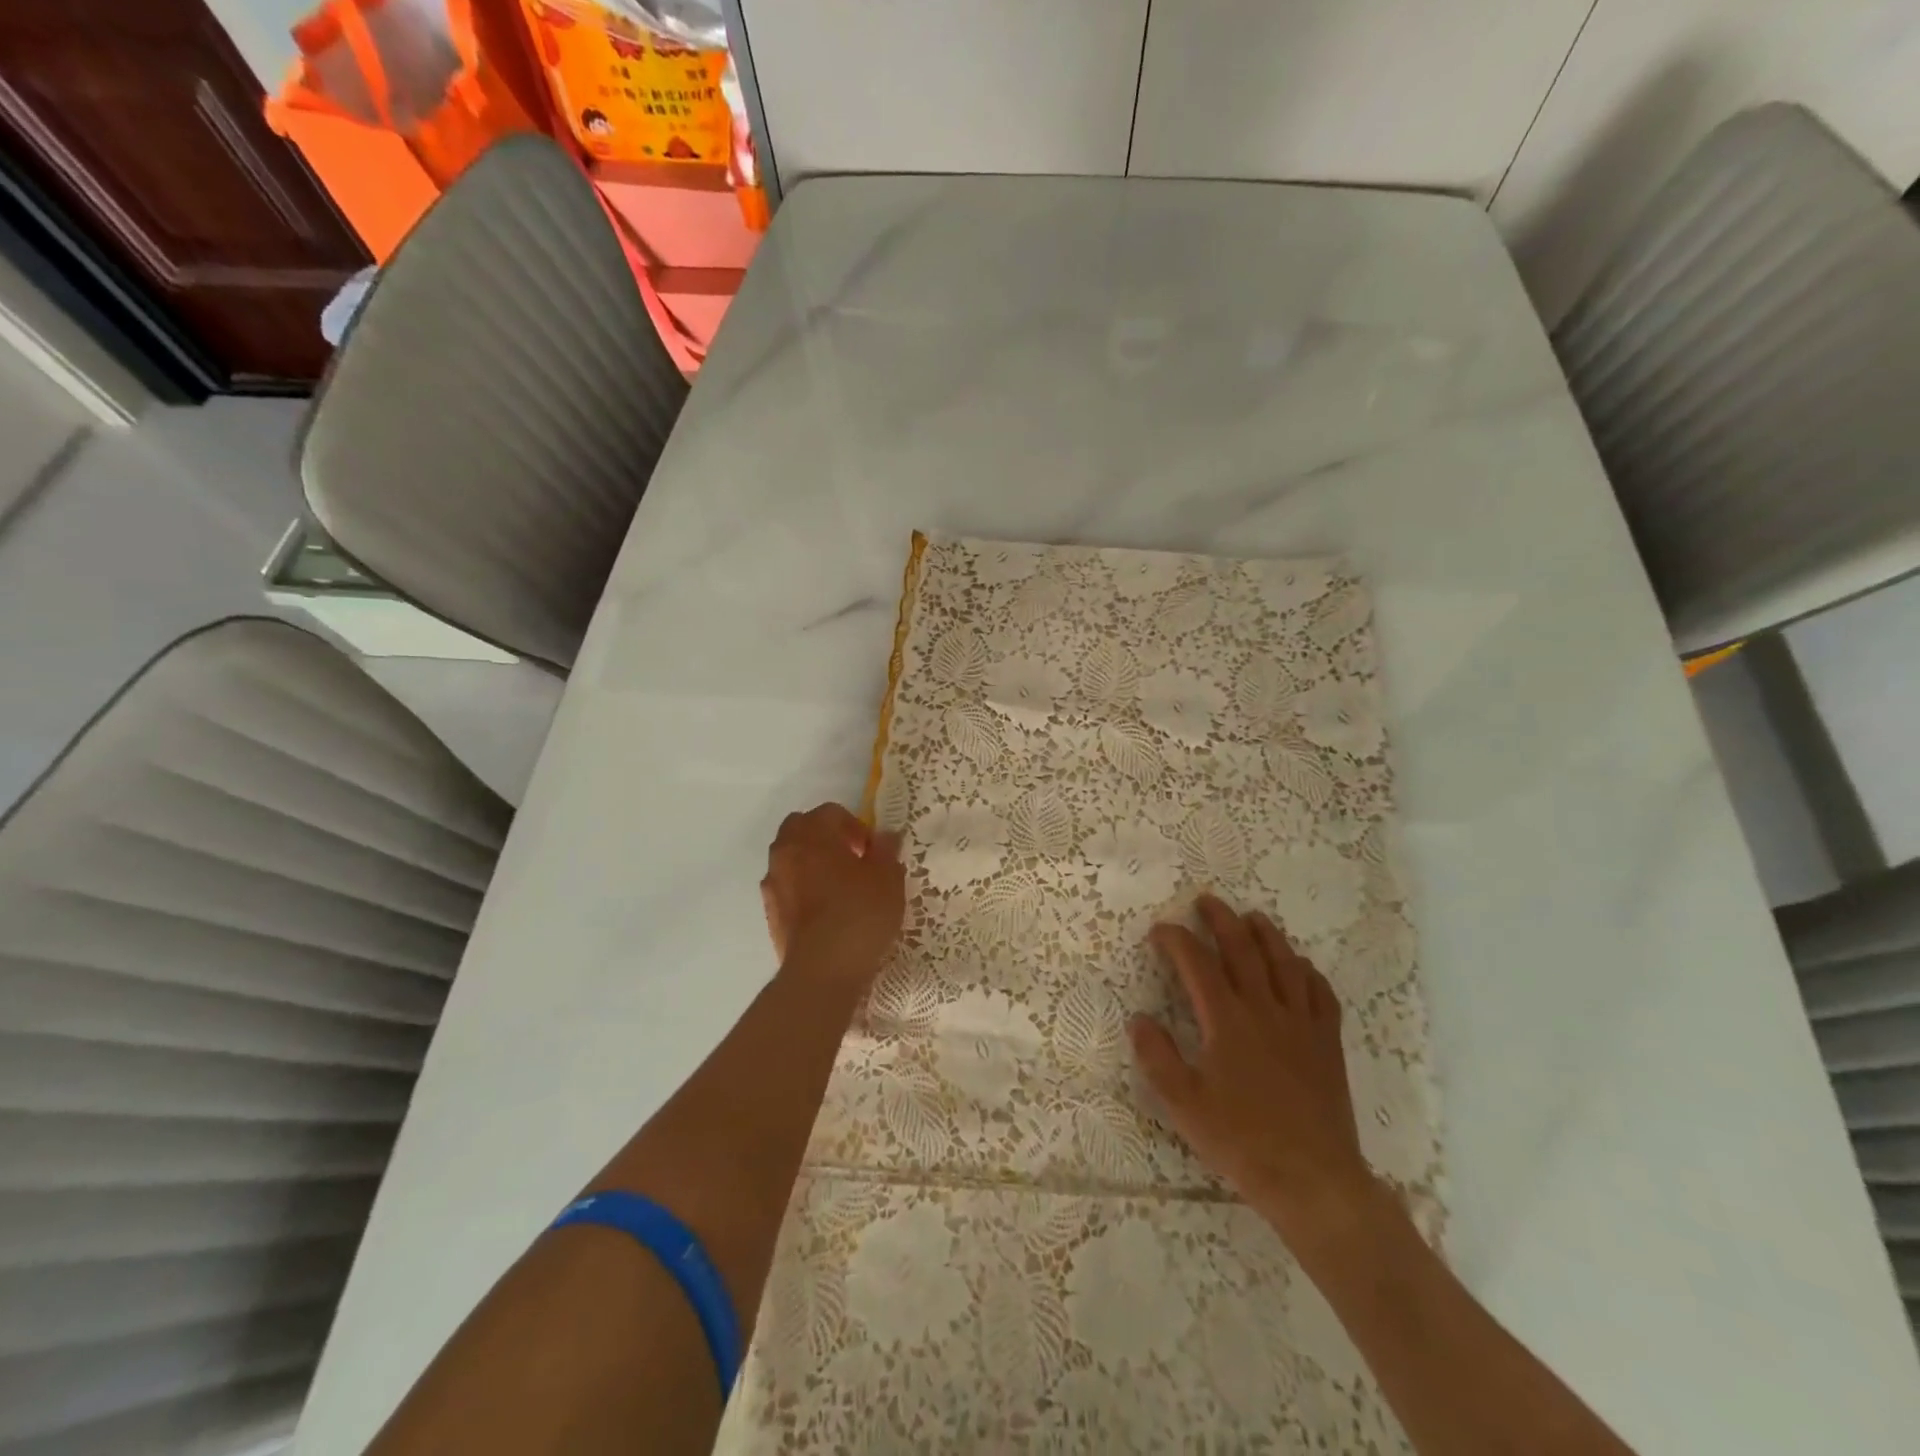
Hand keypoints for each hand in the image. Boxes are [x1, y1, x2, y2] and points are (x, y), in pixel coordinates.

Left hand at [760, 803, 905, 989]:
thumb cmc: (860, 912)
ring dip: (811, 862)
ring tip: (838, 886)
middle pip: (801, 828)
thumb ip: (886, 850)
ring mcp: (773, 882)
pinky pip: (786, 886)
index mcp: (813, 834)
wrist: (823, 969)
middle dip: (825, 837)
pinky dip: (802, 888)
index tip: (872, 851)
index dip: (855, 826)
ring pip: (790, 857)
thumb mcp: (887, 877)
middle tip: (852, 859)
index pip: (830, 812)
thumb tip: (885, 836)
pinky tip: (824, 910)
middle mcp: (786, 851)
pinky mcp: (770, 912)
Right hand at [1131, 895, 1381, 1245]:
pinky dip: (1308, 972)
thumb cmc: (1241, 1141)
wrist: (1313, 1181)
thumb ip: (1157, 1056)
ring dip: (1266, 935)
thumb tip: (1139, 1018)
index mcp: (1227, 1021)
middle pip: (1243, 950)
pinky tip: (1300, 967)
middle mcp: (1264, 1010)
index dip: (1176, 940)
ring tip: (1253, 917)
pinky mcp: (1328, 1043)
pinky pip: (1320, 994)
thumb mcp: (1183, 1104)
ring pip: (1285, 963)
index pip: (1197, 963)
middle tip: (1206, 902)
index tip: (1160, 930)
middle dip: (1222, 920)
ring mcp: (1301, 1024)